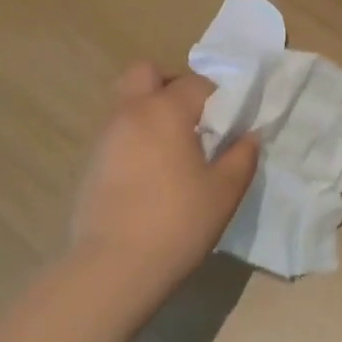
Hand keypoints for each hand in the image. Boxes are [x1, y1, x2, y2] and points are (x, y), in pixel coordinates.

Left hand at [69, 62, 259, 294]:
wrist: (113, 268)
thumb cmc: (177, 223)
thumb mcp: (224, 192)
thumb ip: (241, 156)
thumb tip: (249, 135)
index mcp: (165, 111)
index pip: (197, 82)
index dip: (219, 96)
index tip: (231, 122)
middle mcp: (130, 113)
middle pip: (145, 73)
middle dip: (171, 85)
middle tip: (193, 118)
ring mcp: (105, 137)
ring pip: (128, 103)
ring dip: (151, 112)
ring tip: (174, 150)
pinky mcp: (91, 163)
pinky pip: (118, 133)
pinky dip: (136, 138)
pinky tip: (152, 174)